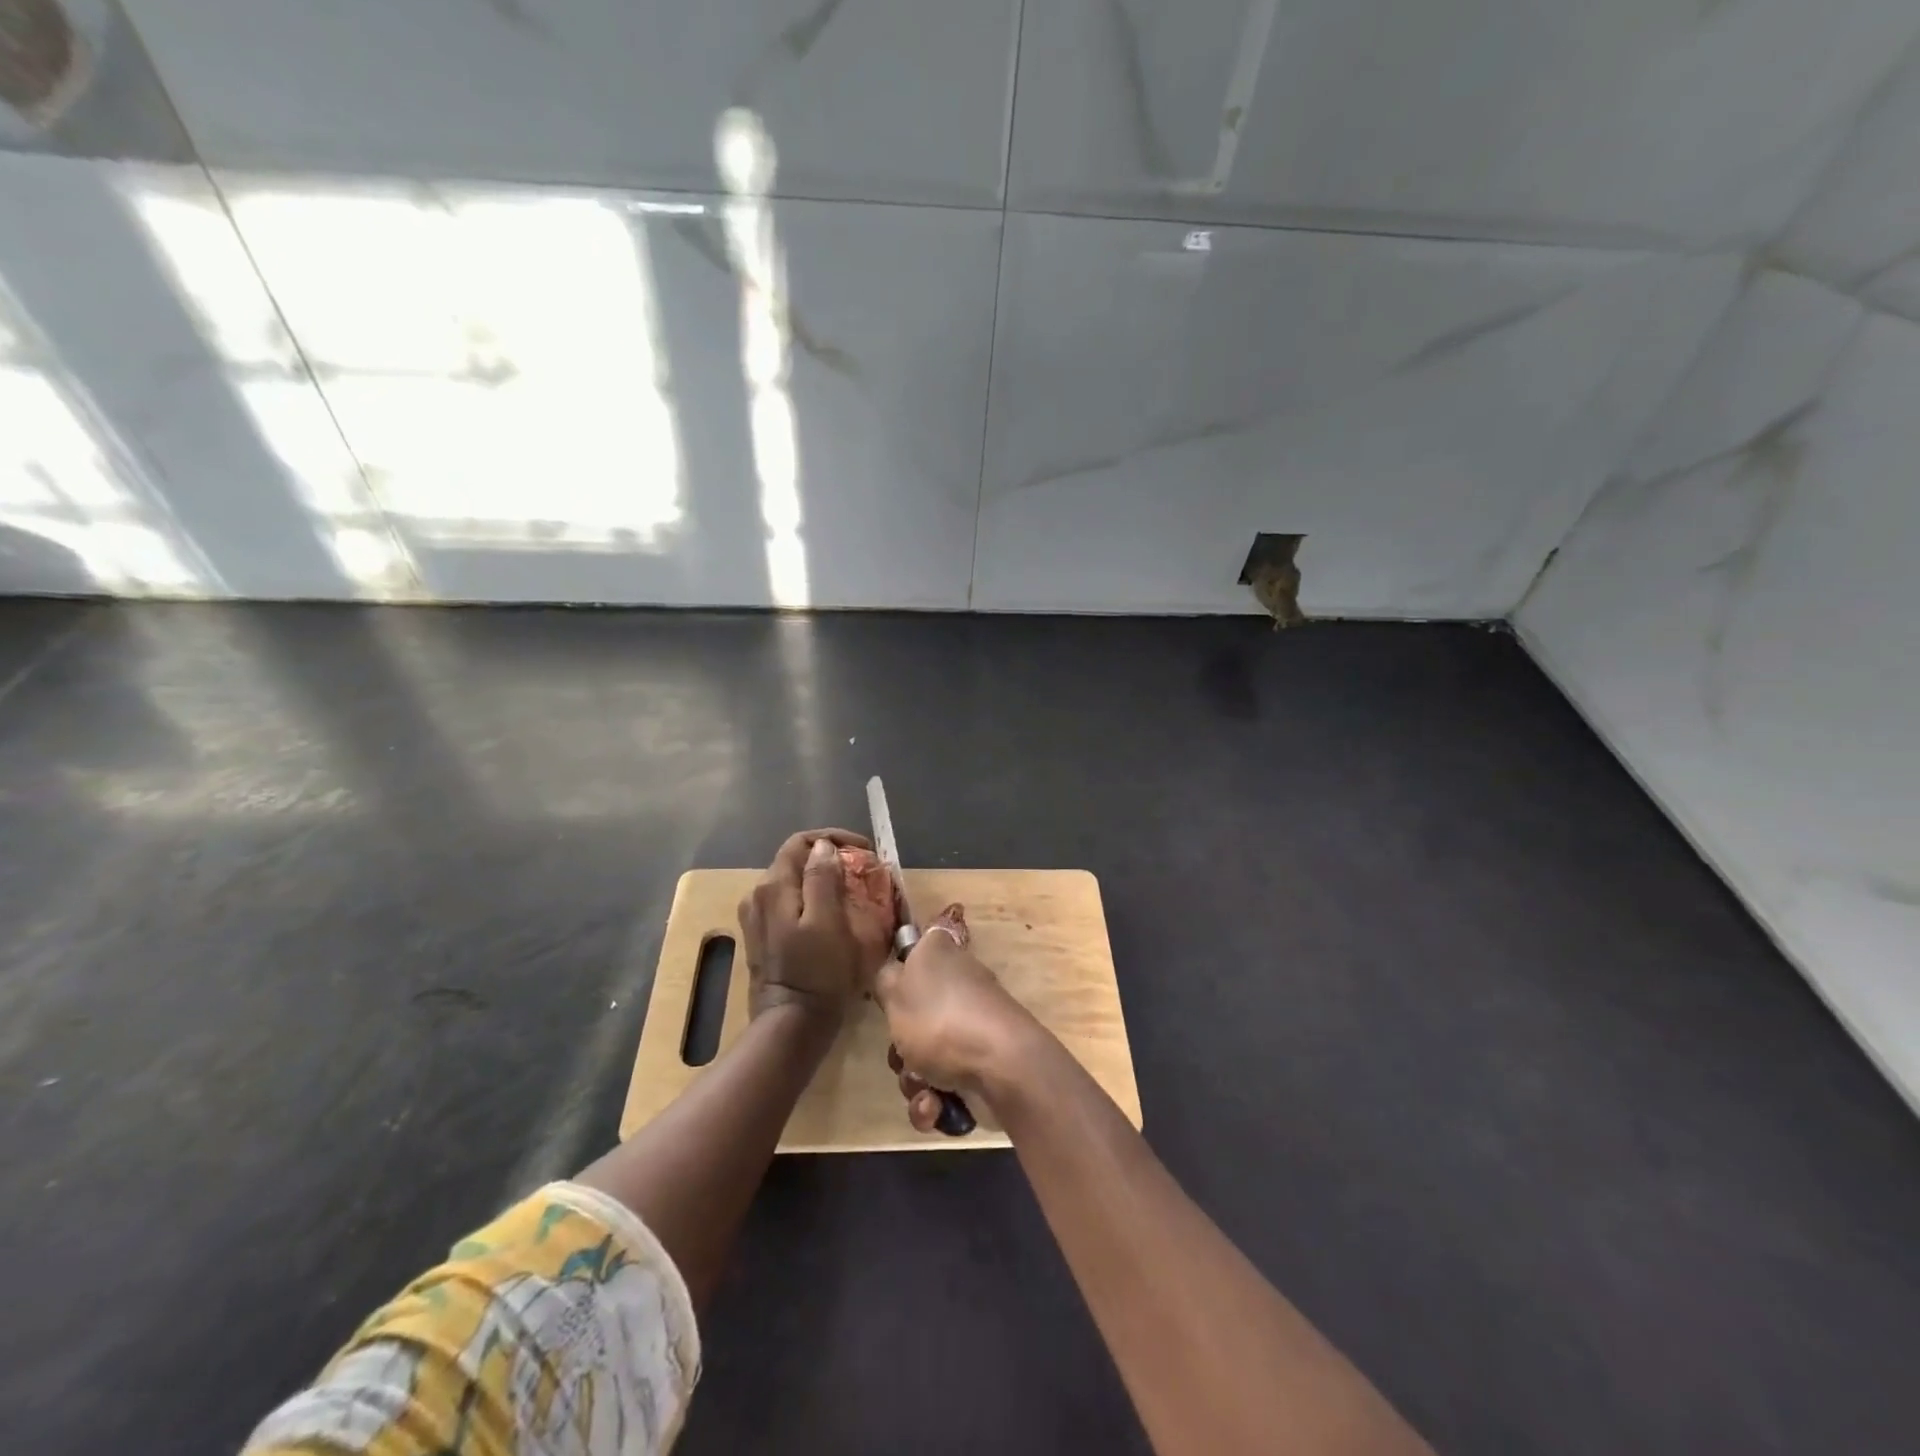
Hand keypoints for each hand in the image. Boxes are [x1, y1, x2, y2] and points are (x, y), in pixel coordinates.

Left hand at [738, 828, 871, 1024]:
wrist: (791, 1024)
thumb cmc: (817, 972)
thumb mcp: (827, 921)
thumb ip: (822, 878)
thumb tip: (823, 847)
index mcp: (773, 886)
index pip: (801, 842)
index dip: (834, 838)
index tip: (865, 851)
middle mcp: (757, 894)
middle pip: (795, 860)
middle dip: (830, 859)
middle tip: (863, 872)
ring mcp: (756, 917)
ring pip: (792, 882)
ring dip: (822, 879)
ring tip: (852, 891)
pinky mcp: (762, 936)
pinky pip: (788, 903)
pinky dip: (811, 899)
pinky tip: (831, 914)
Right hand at [874, 904, 1041, 1129]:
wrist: (1002, 1066)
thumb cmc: (940, 1018)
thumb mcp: (895, 990)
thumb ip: (886, 978)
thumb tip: (896, 968)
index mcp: (941, 954)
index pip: (916, 948)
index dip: (900, 970)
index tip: (890, 992)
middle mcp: (959, 985)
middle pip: (913, 1013)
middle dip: (901, 1046)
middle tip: (901, 1052)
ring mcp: (972, 1026)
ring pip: (924, 1054)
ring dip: (915, 1080)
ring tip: (924, 1090)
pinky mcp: (983, 1063)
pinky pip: (945, 1083)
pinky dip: (936, 1100)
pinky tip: (937, 1108)